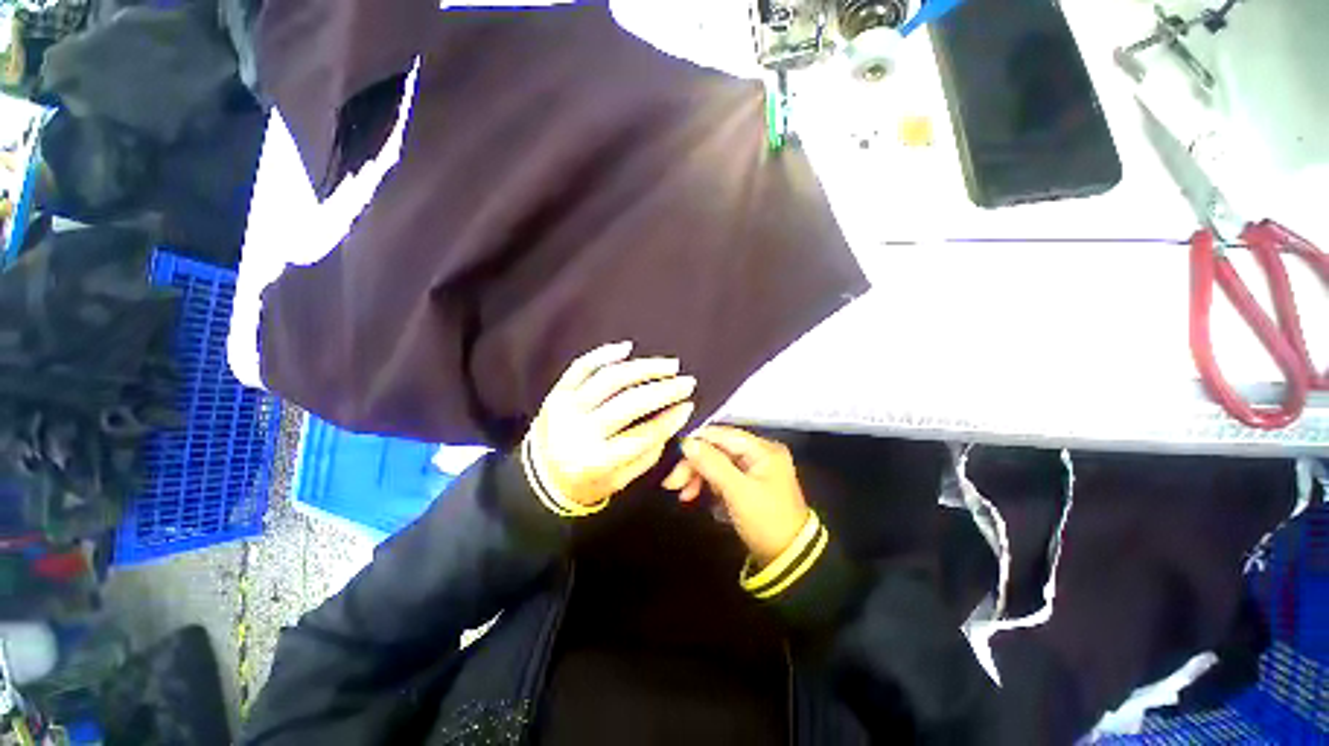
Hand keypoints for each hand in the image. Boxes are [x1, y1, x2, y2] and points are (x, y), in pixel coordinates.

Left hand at [529, 341, 696, 507]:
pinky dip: (605, 354)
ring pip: (610, 379)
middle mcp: (581, 431)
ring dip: (644, 368)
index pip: (643, 435)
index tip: (689, 405)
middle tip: (687, 382)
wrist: (541, 476)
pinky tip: (628, 348)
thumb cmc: (586, 482)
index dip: (670, 419)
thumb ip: (648, 454)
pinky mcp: (558, 391)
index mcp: (597, 461)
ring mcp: (567, 407)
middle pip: (630, 403)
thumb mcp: (620, 481)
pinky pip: (582, 366)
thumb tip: (673, 418)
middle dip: (664, 390)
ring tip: (669, 365)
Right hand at [664, 426, 809, 565]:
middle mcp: (759, 453)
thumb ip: (712, 463)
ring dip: (698, 475)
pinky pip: (722, 475)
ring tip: (683, 495)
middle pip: (718, 448)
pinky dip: (707, 484)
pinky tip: (694, 495)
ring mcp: (754, 468)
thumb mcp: (738, 492)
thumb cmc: (766, 521)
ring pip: (717, 462)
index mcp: (763, 449)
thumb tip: (686, 442)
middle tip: (672, 483)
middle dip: (695, 464)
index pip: (723, 434)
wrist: (789, 560)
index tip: (673, 456)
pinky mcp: (748, 484)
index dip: (697, 441)